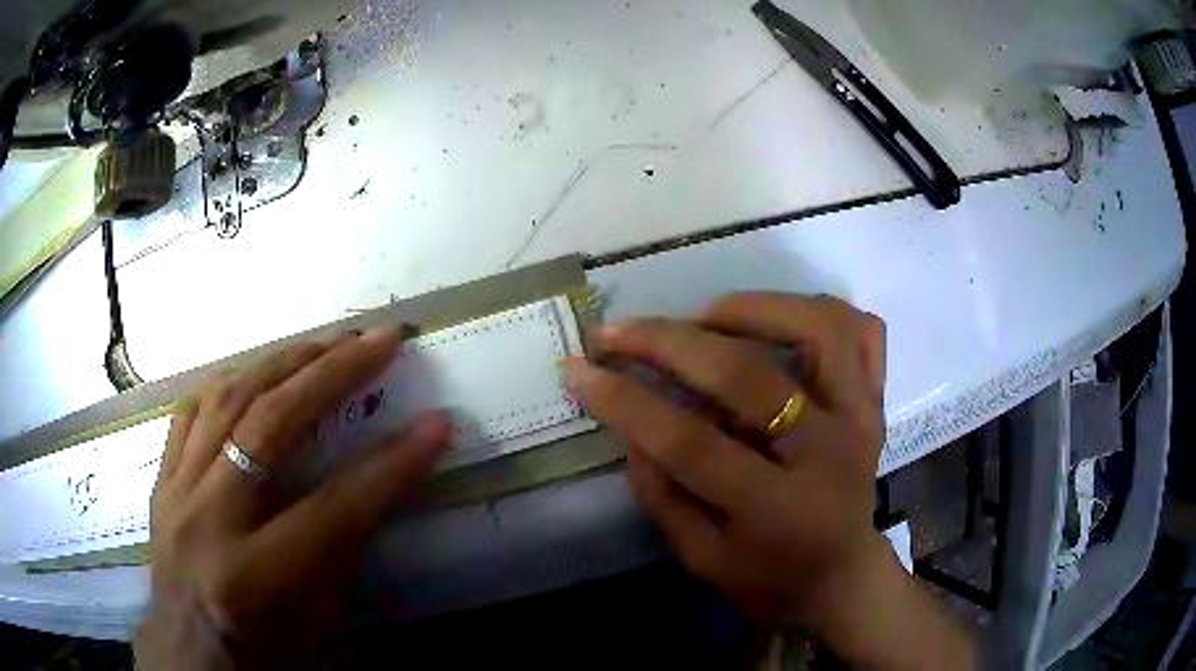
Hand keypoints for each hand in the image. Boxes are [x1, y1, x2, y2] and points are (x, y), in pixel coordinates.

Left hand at [135, 327, 451, 669]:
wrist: (190, 658)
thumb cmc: (262, 655)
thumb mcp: (317, 623)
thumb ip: (342, 550)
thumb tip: (377, 484)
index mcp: (257, 577)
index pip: (336, 506)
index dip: (393, 464)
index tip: (437, 425)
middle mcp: (210, 522)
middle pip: (272, 425)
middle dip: (333, 374)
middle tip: (378, 340)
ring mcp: (177, 494)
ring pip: (227, 402)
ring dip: (282, 362)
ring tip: (324, 343)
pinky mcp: (161, 482)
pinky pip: (190, 413)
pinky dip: (228, 385)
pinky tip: (255, 374)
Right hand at [565, 293, 974, 667]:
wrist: (842, 577)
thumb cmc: (768, 579)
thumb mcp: (701, 557)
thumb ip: (661, 492)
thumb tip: (630, 423)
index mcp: (778, 509)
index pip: (690, 442)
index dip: (627, 401)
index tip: (579, 369)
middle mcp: (828, 453)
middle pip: (747, 375)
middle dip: (668, 342)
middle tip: (618, 330)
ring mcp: (861, 418)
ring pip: (820, 328)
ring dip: (754, 308)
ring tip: (706, 317)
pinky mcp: (876, 401)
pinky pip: (862, 331)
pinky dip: (820, 311)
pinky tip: (780, 322)